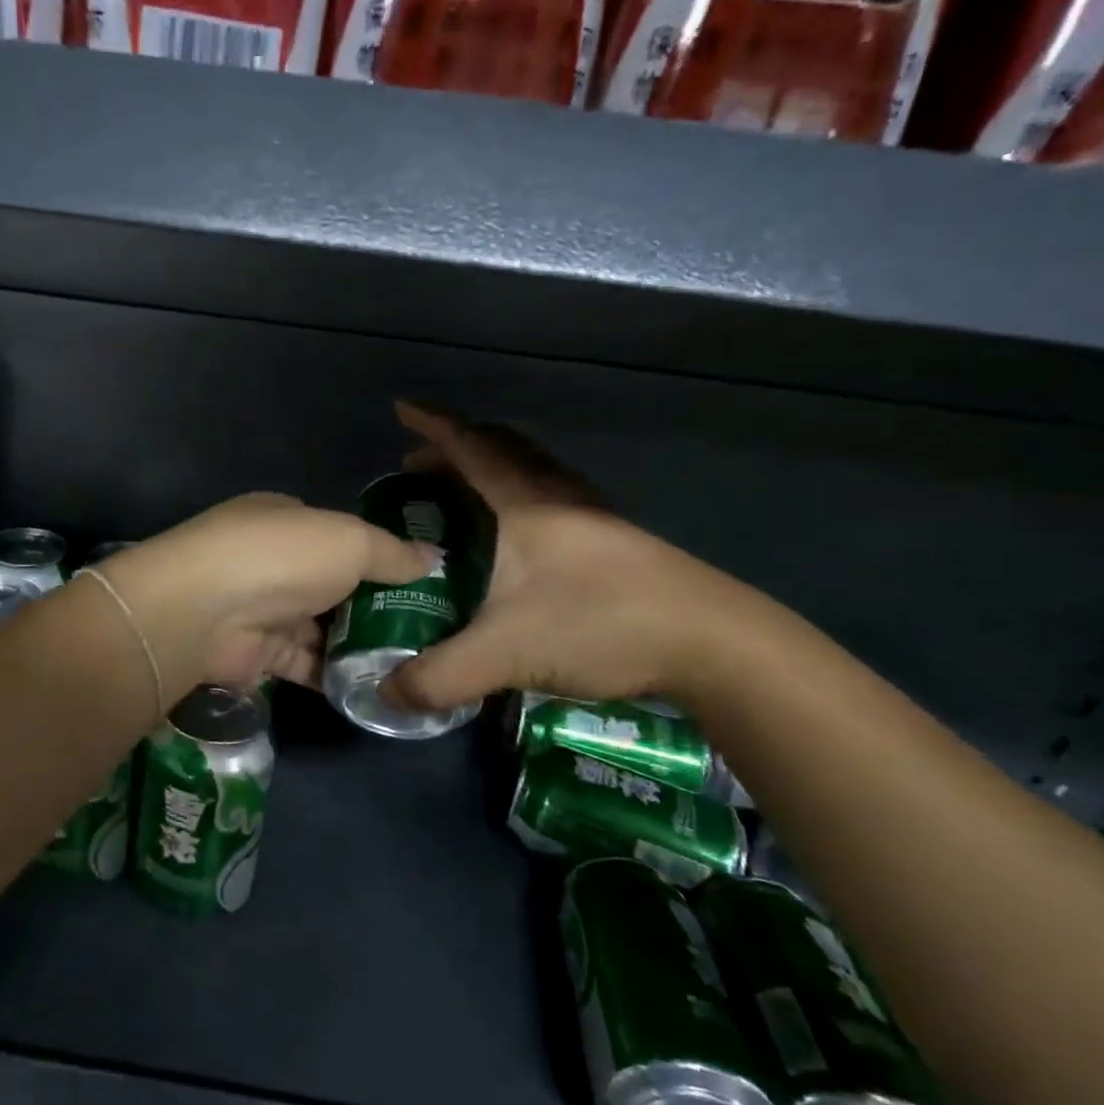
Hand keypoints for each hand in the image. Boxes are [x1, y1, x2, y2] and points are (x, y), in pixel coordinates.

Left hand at [100, 493, 436, 697]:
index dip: (380, 555)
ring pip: (321, 627)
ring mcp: (263, 607)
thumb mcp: (350, 541)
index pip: (341, 536)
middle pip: (333, 584)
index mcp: (287, 519)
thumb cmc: (282, 557)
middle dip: (374, 605)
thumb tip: (435, 557)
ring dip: (358, 645)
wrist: (204, 611)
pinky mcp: (257, 653)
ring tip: (412, 662)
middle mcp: (273, 561)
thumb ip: (392, 553)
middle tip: (427, 629)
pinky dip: (335, 674)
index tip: (422, 580)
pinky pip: (305, 663)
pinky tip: (375, 686)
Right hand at [383, 403, 755, 712]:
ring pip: (534, 472)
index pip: (469, 447)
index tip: (402, 409)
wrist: (716, 643)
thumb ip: (438, 676)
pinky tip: (519, 538)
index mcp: (526, 503)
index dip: (432, 425)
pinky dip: (520, 498)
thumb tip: (387, 695)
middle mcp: (559, 497)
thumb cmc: (600, 624)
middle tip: (419, 467)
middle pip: (502, 450)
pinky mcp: (617, 544)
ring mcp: (594, 518)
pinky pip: (554, 498)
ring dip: (492, 469)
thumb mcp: (505, 653)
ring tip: (462, 495)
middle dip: (455, 448)